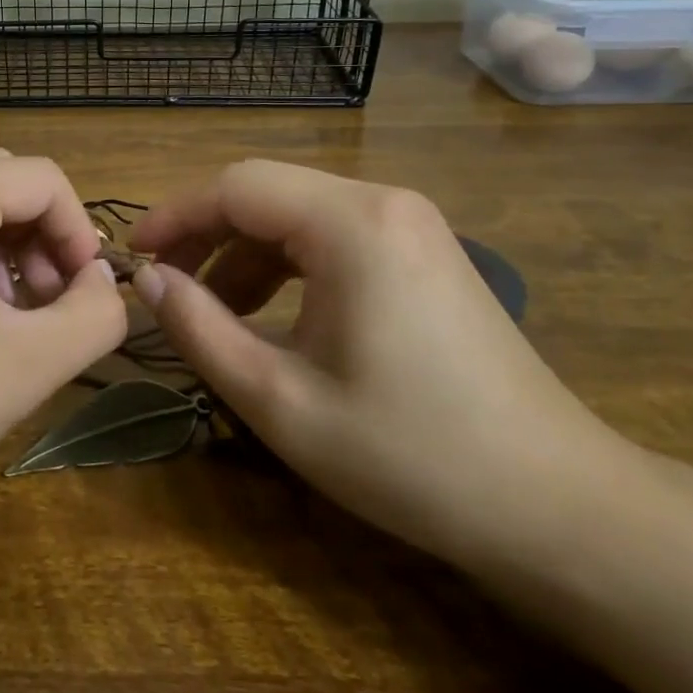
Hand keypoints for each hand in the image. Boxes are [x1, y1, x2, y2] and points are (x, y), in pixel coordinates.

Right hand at [129, 160, 627, 564]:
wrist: (557, 505)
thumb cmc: (409, 455)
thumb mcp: (281, 400)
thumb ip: (201, 329)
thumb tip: (148, 280)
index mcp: (351, 224)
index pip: (235, 187)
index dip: (174, 216)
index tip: (134, 259)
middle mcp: (383, 202)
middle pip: (266, 192)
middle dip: (205, 234)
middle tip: (165, 287)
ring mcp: (411, 224)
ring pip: (297, 213)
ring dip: (244, 253)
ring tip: (213, 310)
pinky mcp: (424, 252)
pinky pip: (332, 236)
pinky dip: (287, 265)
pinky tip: (271, 314)